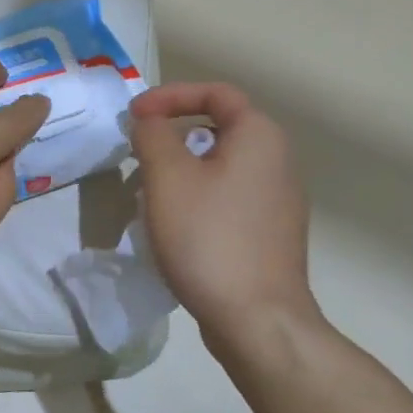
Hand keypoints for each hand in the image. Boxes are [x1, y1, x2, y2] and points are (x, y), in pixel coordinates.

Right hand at [129, 83, 320, 354]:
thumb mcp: (167, 175)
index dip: (170, 95)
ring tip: (148, 191)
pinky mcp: (269, 233)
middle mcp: (278, 161)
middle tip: (138, 153)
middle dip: (172, 133)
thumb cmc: (208, 236)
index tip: (134, 115)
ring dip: (181, 168)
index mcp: (259, 137)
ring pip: (220, 165)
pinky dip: (197, 196)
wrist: (257, 320)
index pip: (215, 93)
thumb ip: (151, 134)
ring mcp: (278, 201)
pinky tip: (174, 225)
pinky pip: (227, 196)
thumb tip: (148, 121)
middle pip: (218, 128)